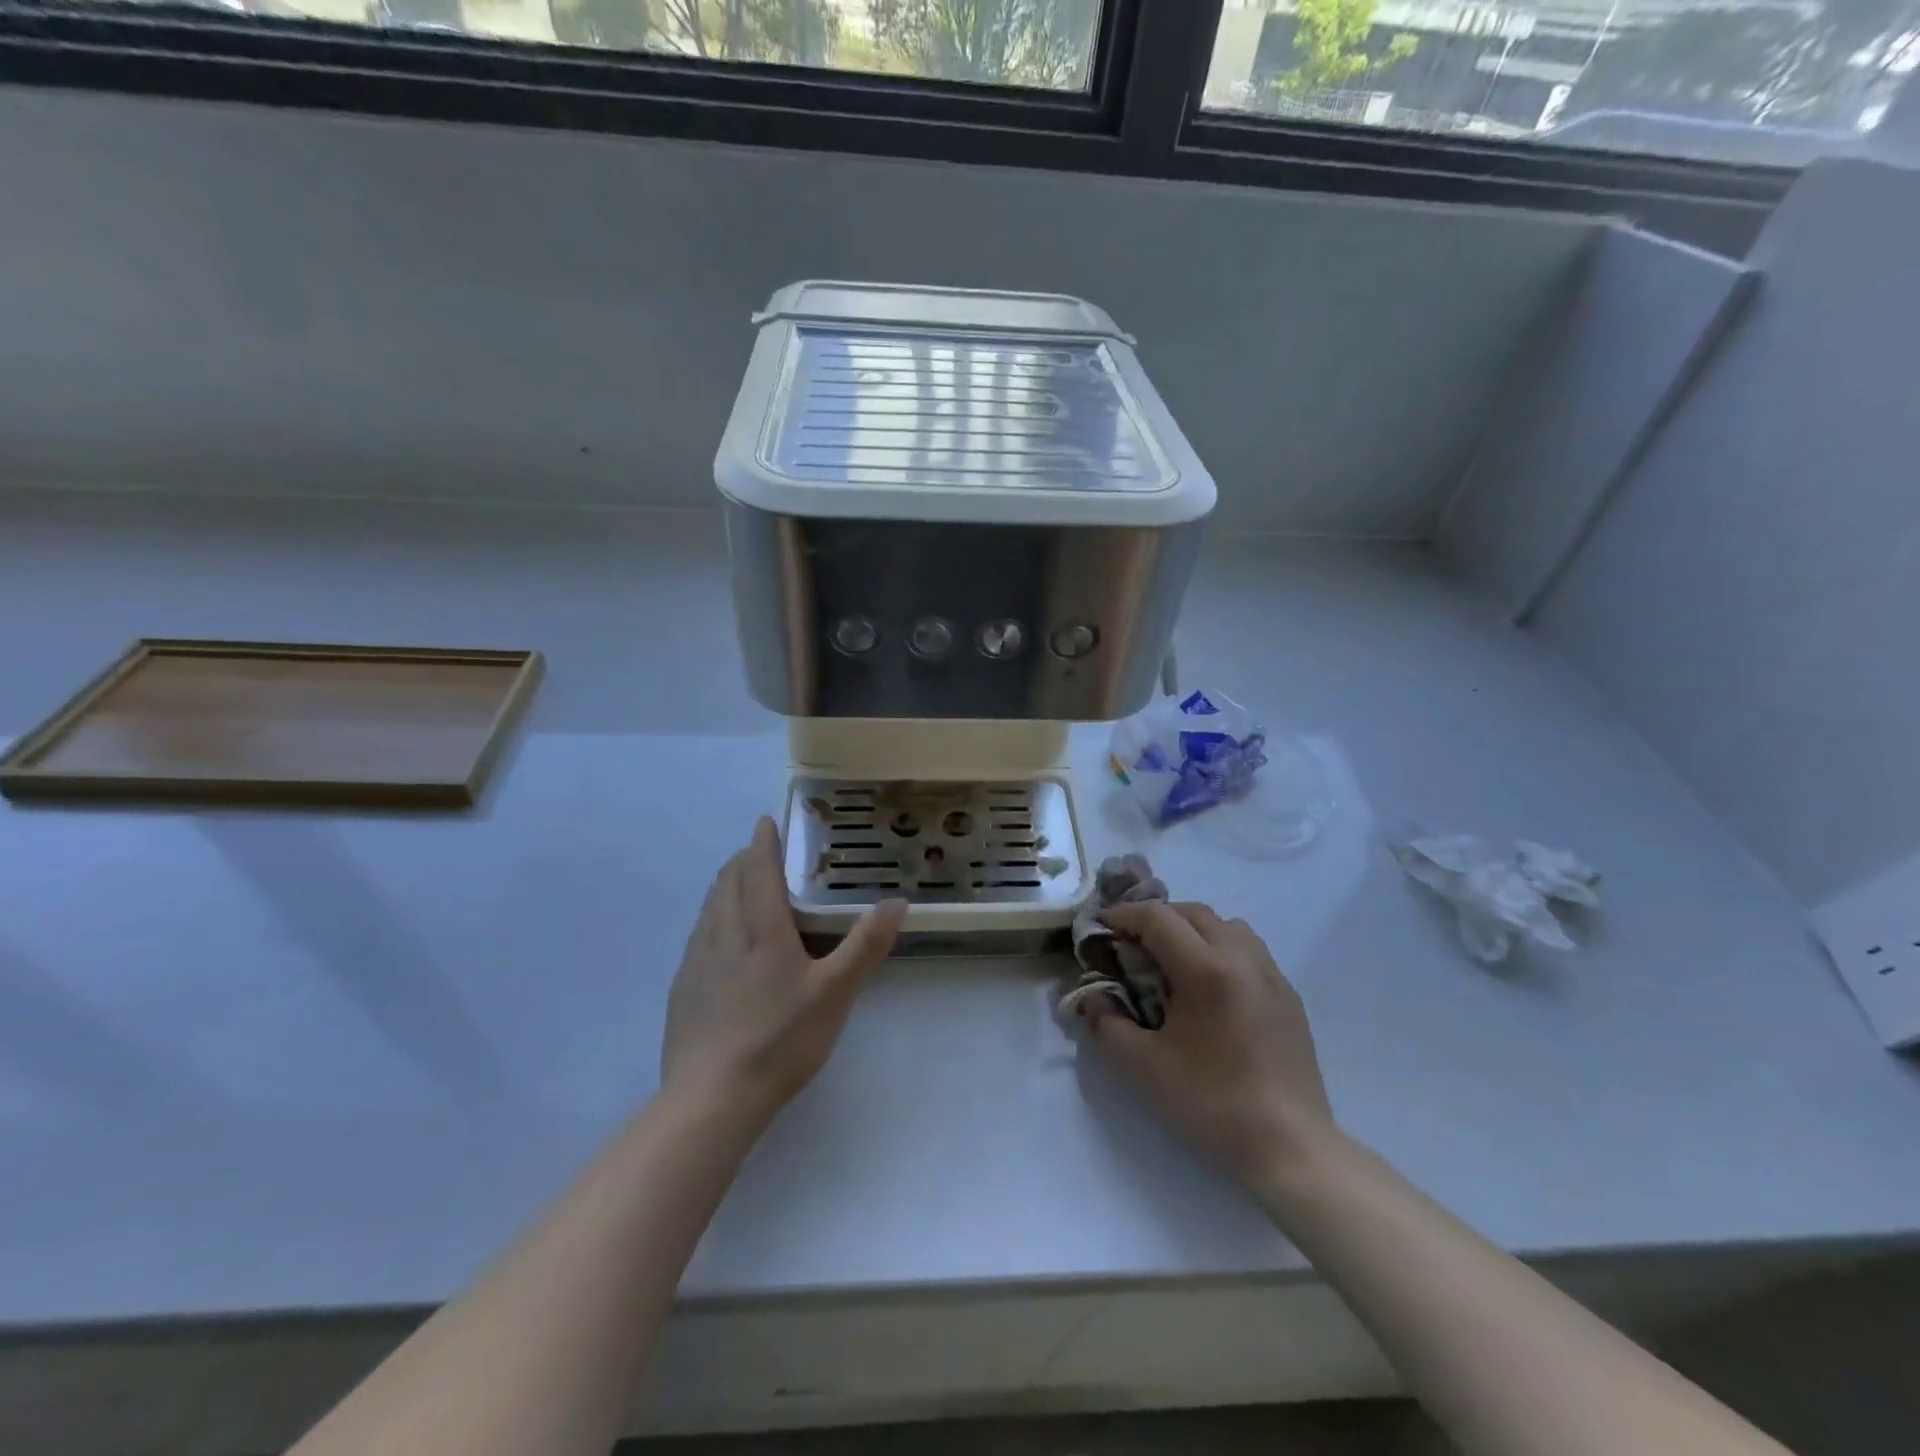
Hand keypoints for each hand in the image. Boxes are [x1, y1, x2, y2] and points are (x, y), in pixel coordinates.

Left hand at [662, 817, 905, 1128]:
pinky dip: (714, 917)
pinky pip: (699, 934)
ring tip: (742, 886)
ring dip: (726, 885)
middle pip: (727, 881)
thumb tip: (897, 901)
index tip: (765, 822)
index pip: (756, 868)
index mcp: (761, 929)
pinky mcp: (683, 989)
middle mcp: (722, 934)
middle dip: (744, 859)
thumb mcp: (835, 993)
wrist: (711, 1099)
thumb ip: (866, 945)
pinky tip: (723, 941)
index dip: (762, 842)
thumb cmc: (780, 1040)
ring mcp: (696, 962)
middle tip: (761, 852)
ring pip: (709, 906)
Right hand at [1085, 902, 1335, 1185]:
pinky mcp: (1288, 994)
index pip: (1157, 918)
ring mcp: (1271, 974)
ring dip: (1190, 928)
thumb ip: (1107, 1024)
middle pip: (1192, 912)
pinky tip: (1208, 985)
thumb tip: (1094, 997)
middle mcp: (1242, 958)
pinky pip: (1248, 948)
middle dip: (1155, 918)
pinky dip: (1219, 946)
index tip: (1101, 927)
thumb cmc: (1212, 1104)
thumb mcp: (1143, 1068)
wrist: (1291, 1147)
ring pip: (1225, 924)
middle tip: (1130, 944)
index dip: (1124, 915)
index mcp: (1206, 970)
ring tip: (1170, 959)